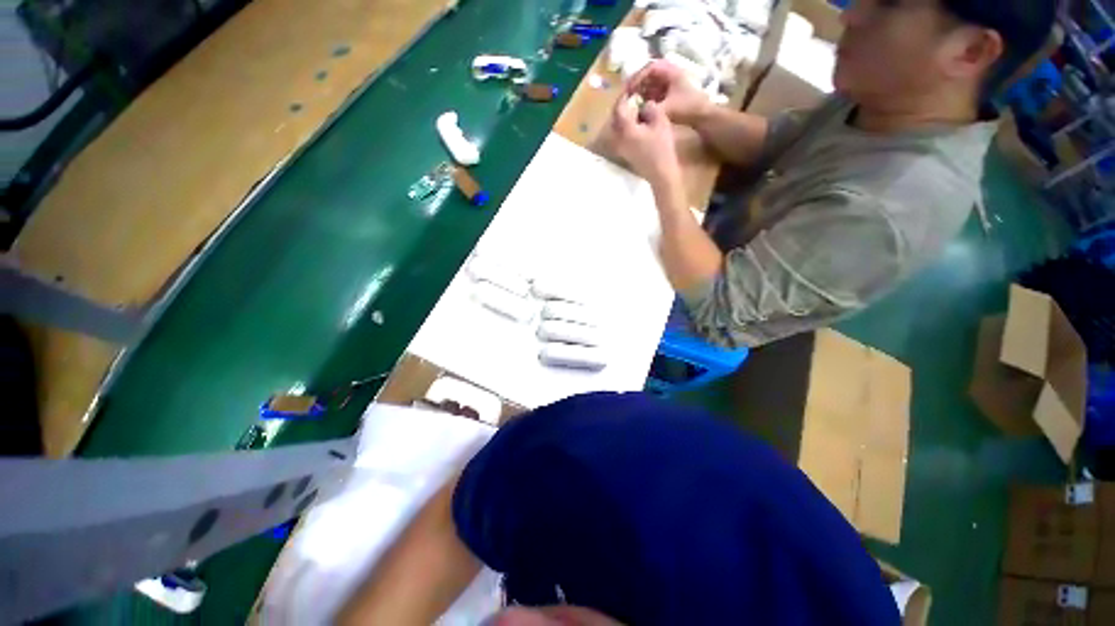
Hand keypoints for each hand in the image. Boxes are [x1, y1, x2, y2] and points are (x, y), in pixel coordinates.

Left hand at [609, 98, 681, 187]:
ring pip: (619, 127)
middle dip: (623, 105)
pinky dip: (628, 126)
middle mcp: (618, 138)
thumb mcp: (660, 121)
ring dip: (625, 116)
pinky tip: (639, 122)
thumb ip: (650, 108)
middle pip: (616, 118)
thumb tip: (644, 104)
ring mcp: (621, 147)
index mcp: (624, 128)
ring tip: (637, 107)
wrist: (660, 173)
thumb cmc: (661, 147)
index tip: (631, 86)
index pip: (619, 107)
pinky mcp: (625, 153)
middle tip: (633, 95)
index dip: (624, 95)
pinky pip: (622, 135)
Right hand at [626, 60, 710, 125]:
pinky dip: (646, 98)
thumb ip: (649, 109)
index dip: (637, 77)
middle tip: (627, 96)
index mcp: (671, 71)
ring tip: (632, 103)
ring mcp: (671, 83)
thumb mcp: (666, 109)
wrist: (703, 116)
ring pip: (651, 83)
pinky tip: (640, 108)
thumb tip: (634, 110)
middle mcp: (670, 73)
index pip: (649, 67)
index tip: (629, 89)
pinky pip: (654, 91)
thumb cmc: (686, 109)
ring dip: (640, 92)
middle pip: (648, 74)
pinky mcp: (670, 92)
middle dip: (637, 84)